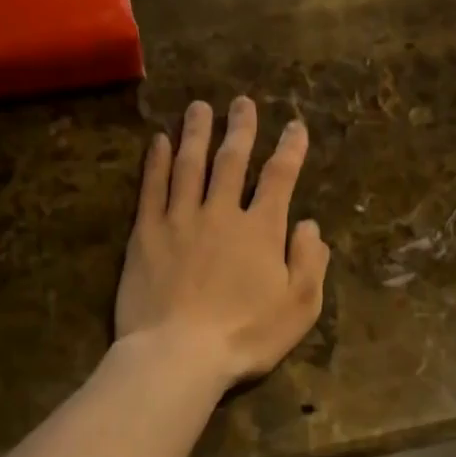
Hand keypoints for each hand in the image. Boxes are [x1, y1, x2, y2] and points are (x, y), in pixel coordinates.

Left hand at [116, 97, 329, 389]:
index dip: (290, 149)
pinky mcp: (145, 234)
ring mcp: (179, 220)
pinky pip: (152, 188)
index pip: (279, 178)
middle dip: (241, 129)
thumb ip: (310, 261)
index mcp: (261, 230)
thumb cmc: (247, 336)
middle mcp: (221, 213)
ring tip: (200, 107)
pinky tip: (160, 141)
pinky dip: (157, 161)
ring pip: (190, 165)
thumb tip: (309, 224)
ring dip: (197, 133)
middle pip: (232, 161)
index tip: (295, 126)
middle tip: (242, 102)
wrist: (179, 354)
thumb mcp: (300, 306)